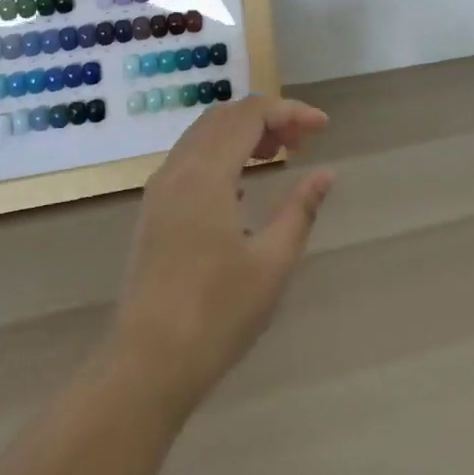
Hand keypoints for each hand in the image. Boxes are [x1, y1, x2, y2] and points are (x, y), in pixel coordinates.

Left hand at [108, 96, 334, 413]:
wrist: (147, 363)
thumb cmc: (217, 314)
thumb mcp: (272, 263)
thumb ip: (301, 210)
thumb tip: (326, 174)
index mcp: (206, 174)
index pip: (250, 115)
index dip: (290, 111)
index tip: (323, 127)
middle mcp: (177, 170)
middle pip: (224, 116)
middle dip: (267, 117)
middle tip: (303, 142)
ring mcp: (159, 189)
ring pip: (203, 135)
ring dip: (242, 133)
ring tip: (279, 155)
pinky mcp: (153, 210)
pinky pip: (189, 159)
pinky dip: (221, 153)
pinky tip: (242, 185)